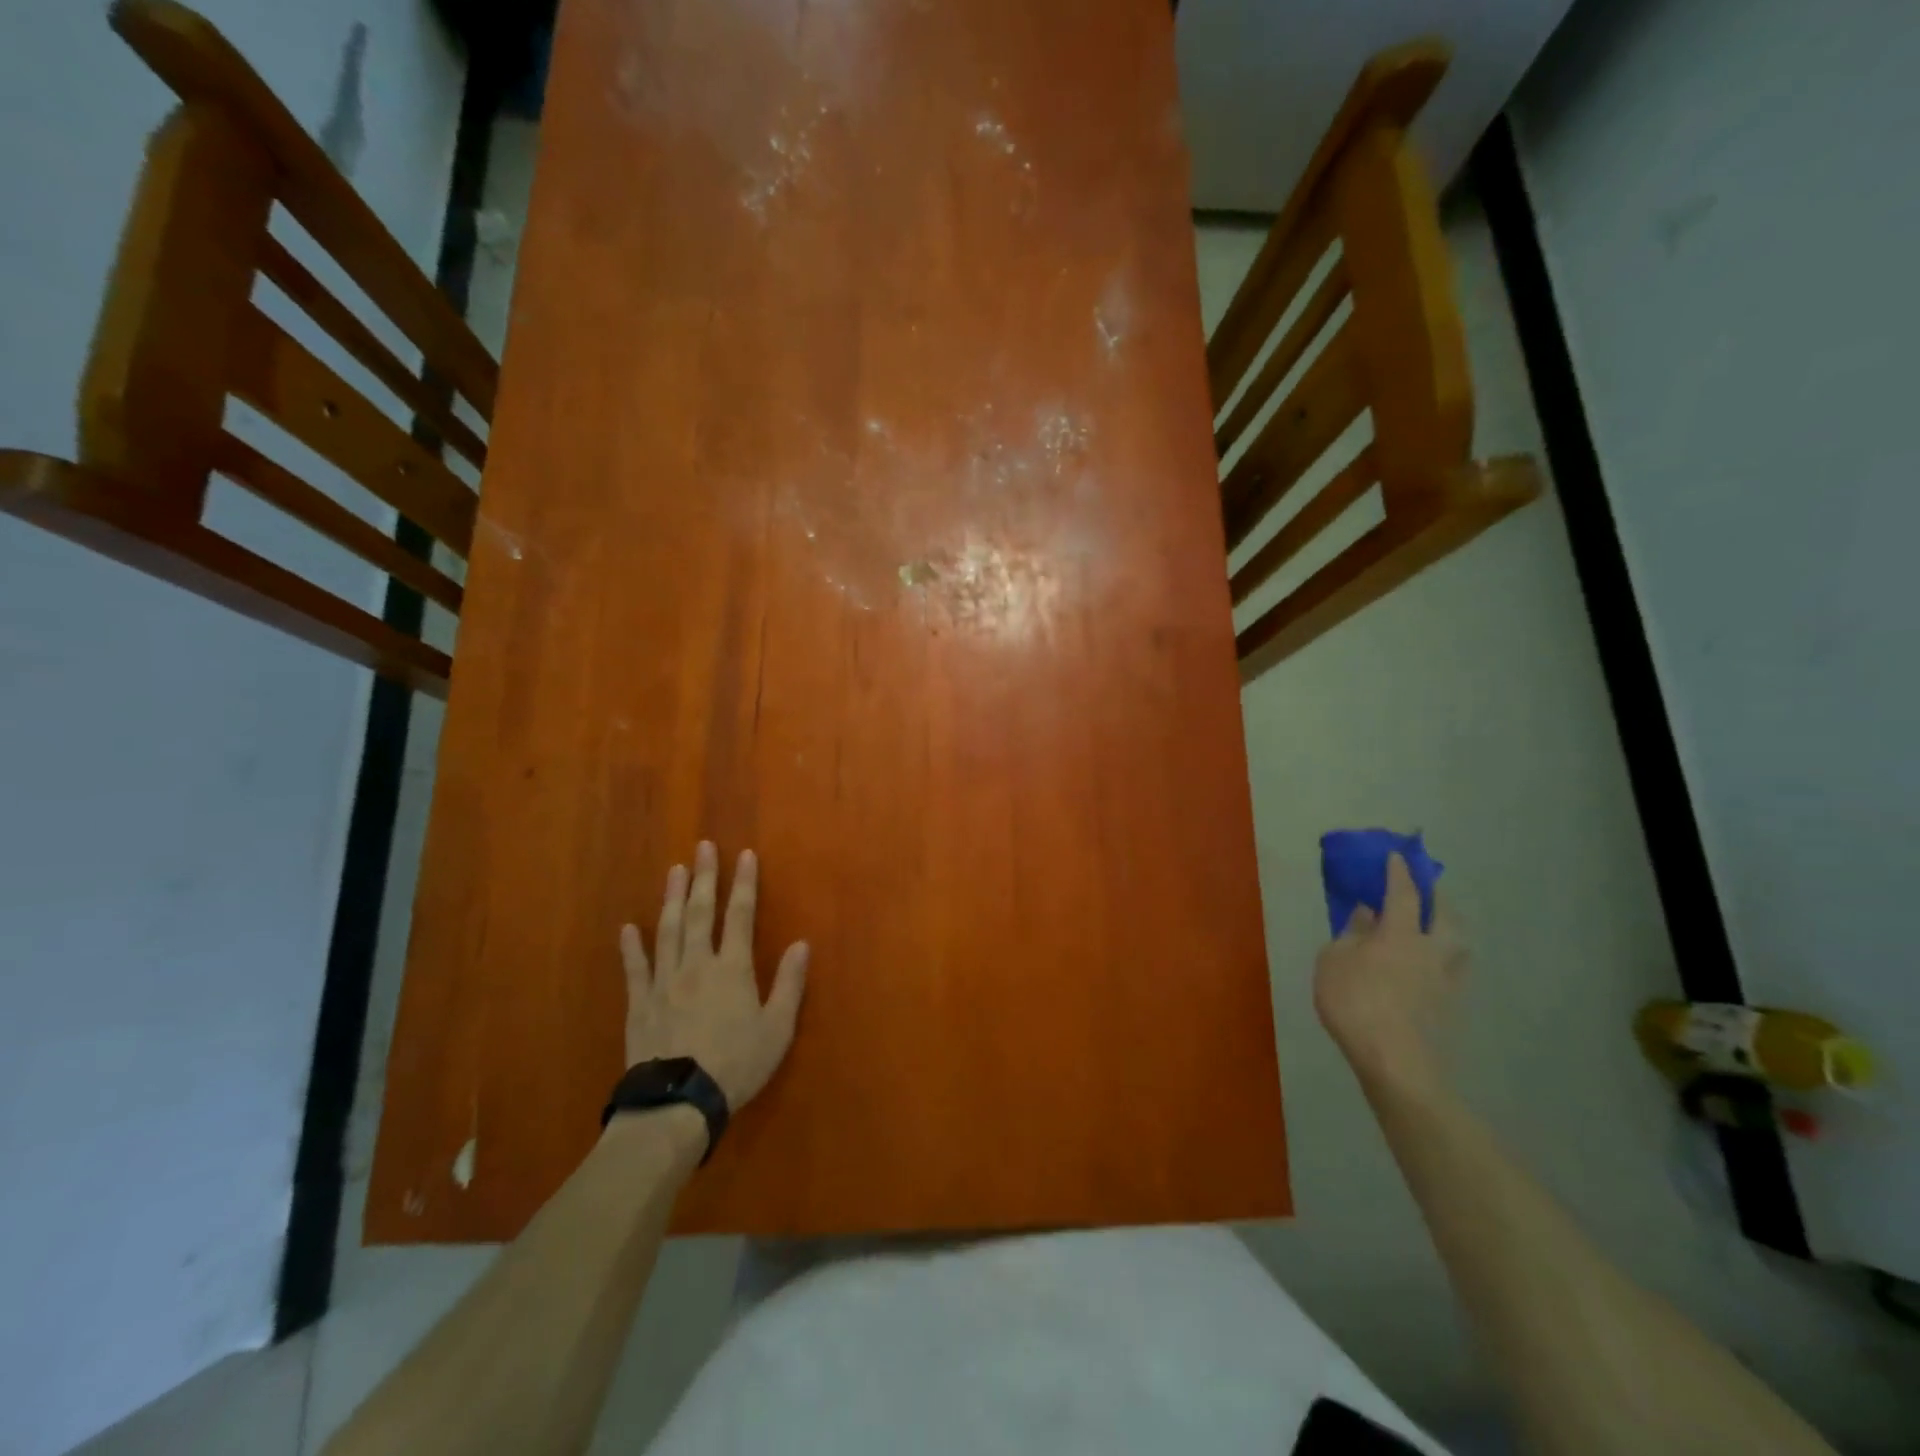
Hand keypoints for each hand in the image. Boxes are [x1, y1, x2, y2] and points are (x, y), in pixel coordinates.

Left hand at [619, 841, 809, 1111]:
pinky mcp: (640, 1003)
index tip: (744, 854)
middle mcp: (697, 964)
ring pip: (668, 930)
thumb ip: (789, 984)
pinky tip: (628, 927)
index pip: (740, 915)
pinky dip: (632, 946)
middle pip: (701, 913)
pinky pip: (635, 968)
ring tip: (674, 871)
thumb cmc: (736, 1064)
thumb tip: (802, 943)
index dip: (744, 883)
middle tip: (702, 847)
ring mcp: (664, 981)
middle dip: (704, 877)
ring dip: (673, 898)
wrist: (678, 1102)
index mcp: (732, 969)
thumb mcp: (777, 1028)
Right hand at [1313, 852, 1466, 1088]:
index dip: (1399, 872)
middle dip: (1437, 896)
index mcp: (1401, 934)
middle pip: (1446, 915)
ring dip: (1448, 928)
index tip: (1396, 856)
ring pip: (1458, 944)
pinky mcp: (1452, 1008)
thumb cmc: (1356, 1004)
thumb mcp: (1333, 962)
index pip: (1403, 893)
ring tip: (1435, 927)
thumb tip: (1366, 916)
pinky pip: (1452, 971)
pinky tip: (1429, 968)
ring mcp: (1447, 981)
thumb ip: (1349, 935)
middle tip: (1426, 887)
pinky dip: (1443, 960)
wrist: (1399, 1064)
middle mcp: (1432, 951)